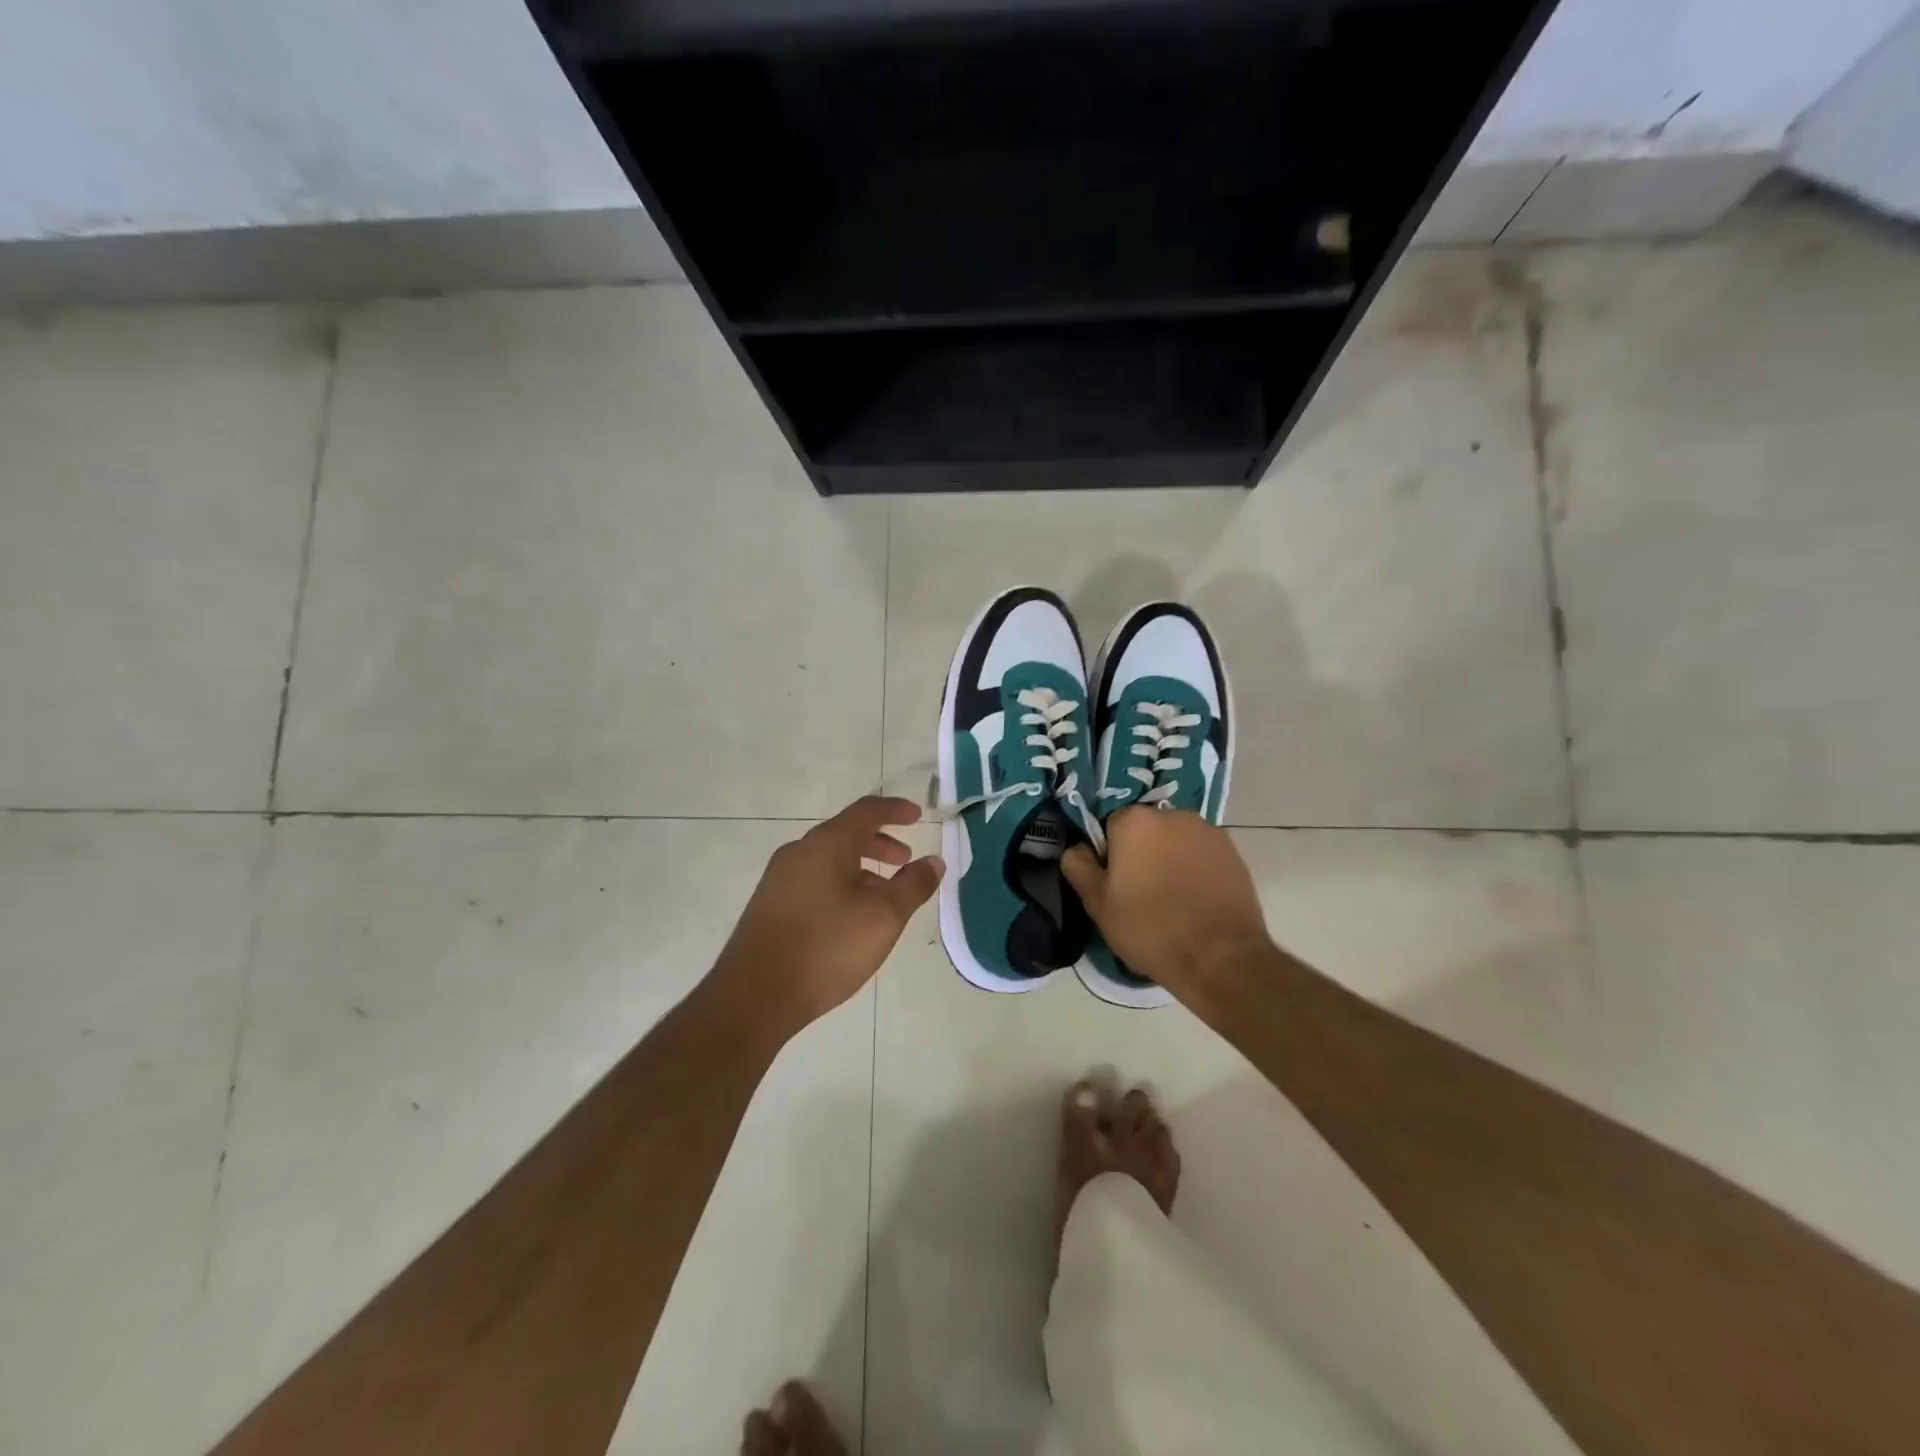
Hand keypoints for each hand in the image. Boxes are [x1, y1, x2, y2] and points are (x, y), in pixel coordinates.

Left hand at [713, 796, 943, 1031]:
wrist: (755, 995)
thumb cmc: (827, 946)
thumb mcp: (884, 916)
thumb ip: (913, 885)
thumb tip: (934, 861)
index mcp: (826, 844)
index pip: (866, 811)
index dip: (895, 810)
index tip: (918, 816)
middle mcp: (798, 852)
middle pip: (845, 834)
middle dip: (880, 843)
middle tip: (905, 861)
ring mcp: (779, 879)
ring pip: (828, 860)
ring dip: (861, 868)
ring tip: (883, 896)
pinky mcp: (769, 906)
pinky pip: (813, 881)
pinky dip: (840, 885)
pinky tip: (850, 918)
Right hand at [1061, 807, 1269, 998]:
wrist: (1220, 958)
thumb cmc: (1150, 928)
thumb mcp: (1098, 904)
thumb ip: (1079, 867)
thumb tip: (1077, 849)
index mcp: (1135, 821)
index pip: (1110, 827)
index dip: (1109, 856)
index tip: (1115, 885)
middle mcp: (1173, 815)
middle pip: (1146, 830)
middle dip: (1141, 853)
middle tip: (1141, 893)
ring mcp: (1208, 831)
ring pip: (1175, 841)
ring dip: (1170, 859)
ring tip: (1172, 899)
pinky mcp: (1234, 852)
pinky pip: (1202, 854)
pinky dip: (1196, 869)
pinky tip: (1196, 901)